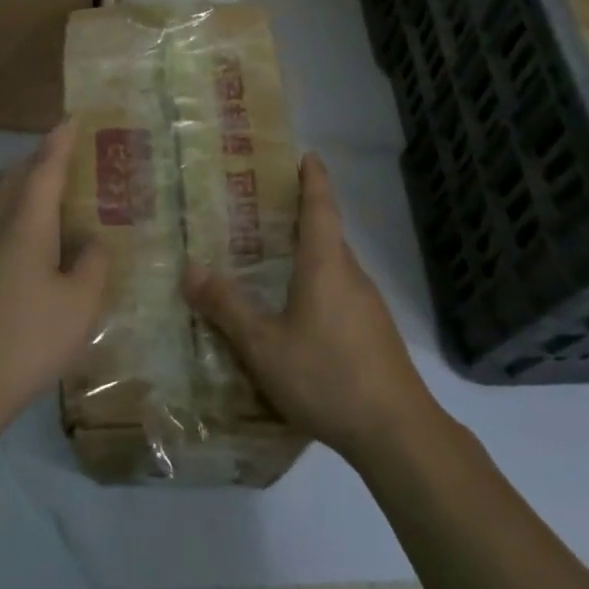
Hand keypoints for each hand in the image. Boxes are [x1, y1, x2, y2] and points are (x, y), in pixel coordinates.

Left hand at [0, 120, 108, 432]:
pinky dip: (22, 216)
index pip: (45, 169)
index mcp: (25, 224)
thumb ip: (93, 265)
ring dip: (27, 187)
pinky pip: (0, 226)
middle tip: (70, 158)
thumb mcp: (80, 303)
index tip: (73, 118)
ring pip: (3, 201)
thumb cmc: (28, 338)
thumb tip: (92, 244)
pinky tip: (43, 245)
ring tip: (61, 198)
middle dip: (39, 159)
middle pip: (15, 177)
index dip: (60, 142)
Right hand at [184, 154, 434, 462]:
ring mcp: (369, 306)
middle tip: (266, 209)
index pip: (321, 207)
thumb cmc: (326, 376)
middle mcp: (351, 275)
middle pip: (328, 234)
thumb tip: (191, 269)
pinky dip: (319, 284)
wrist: (397, 432)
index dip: (314, 179)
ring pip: (335, 266)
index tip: (307, 156)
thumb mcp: (264, 346)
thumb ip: (228, 308)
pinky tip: (300, 312)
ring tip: (275, 258)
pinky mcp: (375, 333)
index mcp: (326, 265)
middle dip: (303, 215)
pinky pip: (342, 293)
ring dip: (310, 253)